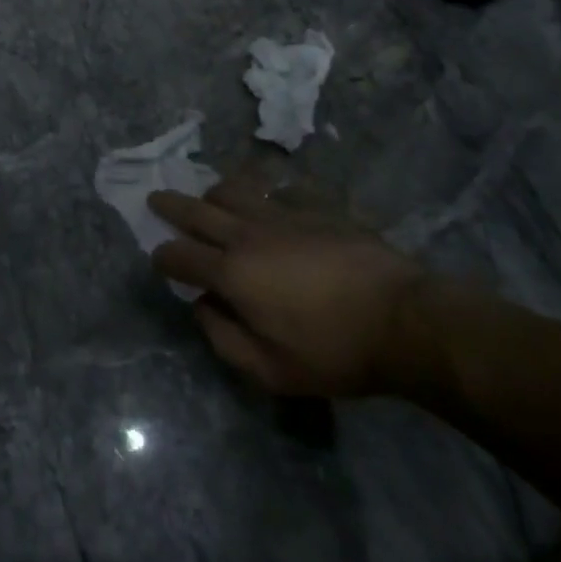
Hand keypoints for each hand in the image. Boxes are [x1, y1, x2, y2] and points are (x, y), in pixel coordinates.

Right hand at [150, 179, 427, 397]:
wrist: (405, 320)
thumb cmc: (335, 352)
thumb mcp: (272, 370)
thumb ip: (224, 340)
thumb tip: (202, 309)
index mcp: (232, 273)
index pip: (181, 257)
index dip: (163, 258)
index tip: (157, 259)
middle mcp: (248, 235)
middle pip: (198, 211)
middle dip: (171, 206)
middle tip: (155, 198)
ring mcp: (284, 215)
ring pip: (236, 191)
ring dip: (215, 193)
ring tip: (211, 197)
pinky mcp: (317, 208)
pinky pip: (281, 191)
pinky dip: (267, 194)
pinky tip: (272, 201)